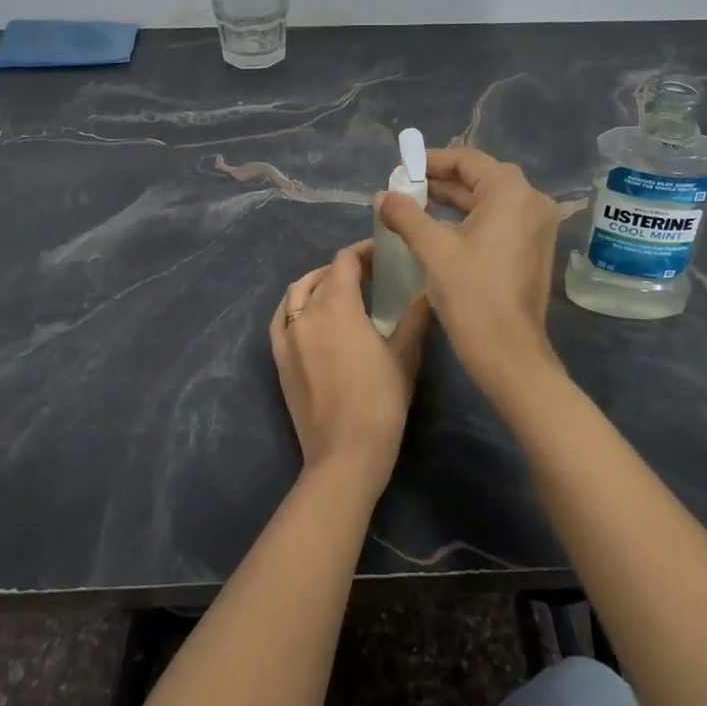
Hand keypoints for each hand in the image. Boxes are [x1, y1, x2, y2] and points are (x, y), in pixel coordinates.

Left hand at [270, 240, 430, 481]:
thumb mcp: (404, 357)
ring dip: (317, 282)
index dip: (363, 252)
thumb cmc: (381, 403)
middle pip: (322, 275)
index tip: (382, 253)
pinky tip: (309, 313)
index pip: (344, 262)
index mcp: (338, 307)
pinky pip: (282, 317)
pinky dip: (295, 304)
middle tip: (370, 274)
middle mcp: (307, 313)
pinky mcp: (279, 358)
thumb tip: (427, 290)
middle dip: (345, 268)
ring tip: (339, 290)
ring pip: (297, 292)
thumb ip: (414, 318)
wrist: (344, 453)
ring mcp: (288, 335)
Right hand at [375, 147, 560, 383]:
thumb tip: (383, 196)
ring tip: (416, 206)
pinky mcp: (534, 248)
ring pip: (490, 200)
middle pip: (481, 177)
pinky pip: (500, 220)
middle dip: (442, 181)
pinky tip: (441, 229)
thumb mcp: (432, 248)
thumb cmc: (471, 293)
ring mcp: (537, 226)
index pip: (467, 160)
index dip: (432, 161)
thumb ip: (405, 214)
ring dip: (455, 201)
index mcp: (511, 192)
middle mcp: (532, 201)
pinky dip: (471, 219)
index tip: (402, 169)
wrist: (509, 353)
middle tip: (406, 187)